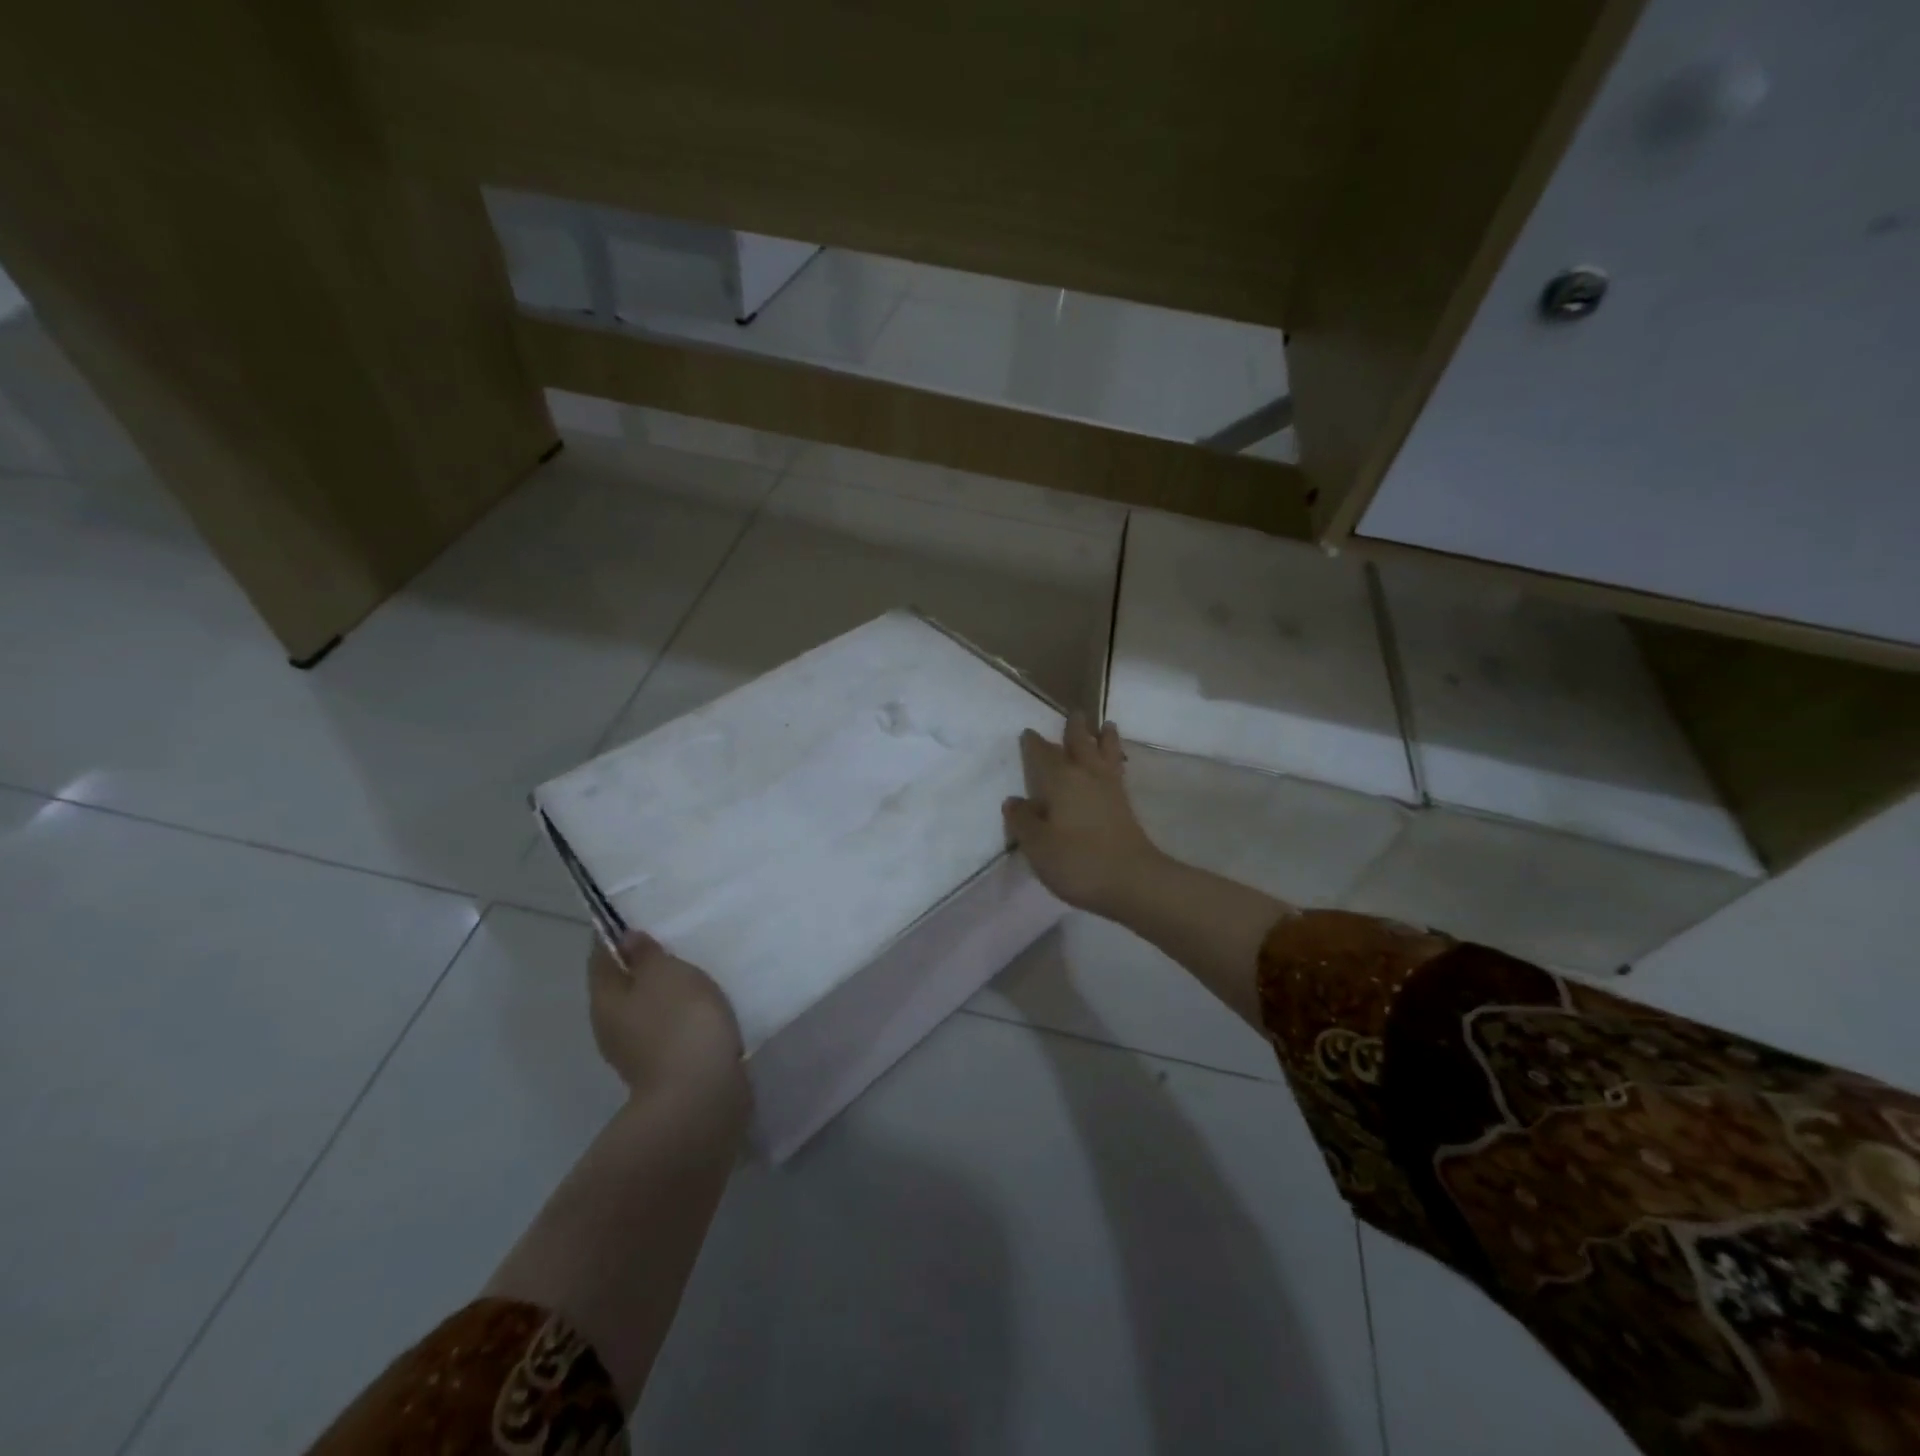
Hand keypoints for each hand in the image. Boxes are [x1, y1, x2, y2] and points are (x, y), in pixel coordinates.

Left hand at [589, 931, 747, 1107]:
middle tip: (673, 936)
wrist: (700, 1096)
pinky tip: (704, 1004)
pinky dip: (681, 1012)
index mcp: (605, 998)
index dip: (615, 932)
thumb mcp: (666, 974)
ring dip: (665, 989)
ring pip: (647, 1006)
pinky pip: (668, 1026)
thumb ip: (646, 954)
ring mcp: (636, 1050)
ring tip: (695, 967)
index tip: (638, 913)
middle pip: (622, 983)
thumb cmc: (679, 1023)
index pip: (601, 955)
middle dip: (643, 962)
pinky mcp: (664, 1065)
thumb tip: (625, 939)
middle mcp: (611, 1025)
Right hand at [1003, 713, 1164, 916]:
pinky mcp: (1125, 806)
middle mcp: (1086, 776)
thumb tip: (1014, 800)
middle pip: (1080, 744)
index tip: (1028, 732)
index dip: (1034, 743)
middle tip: (1075, 713)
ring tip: (1106, 726)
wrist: (1133, 881)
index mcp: (1061, 780)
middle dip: (1075, 729)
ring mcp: (1110, 790)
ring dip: (1104, 738)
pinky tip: (1114, 764)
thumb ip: (1023, 821)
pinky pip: (1117, 770)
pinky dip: (1116, 758)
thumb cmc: (1078, 862)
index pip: (1043, 754)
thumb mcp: (1038, 846)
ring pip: (1106, 753)